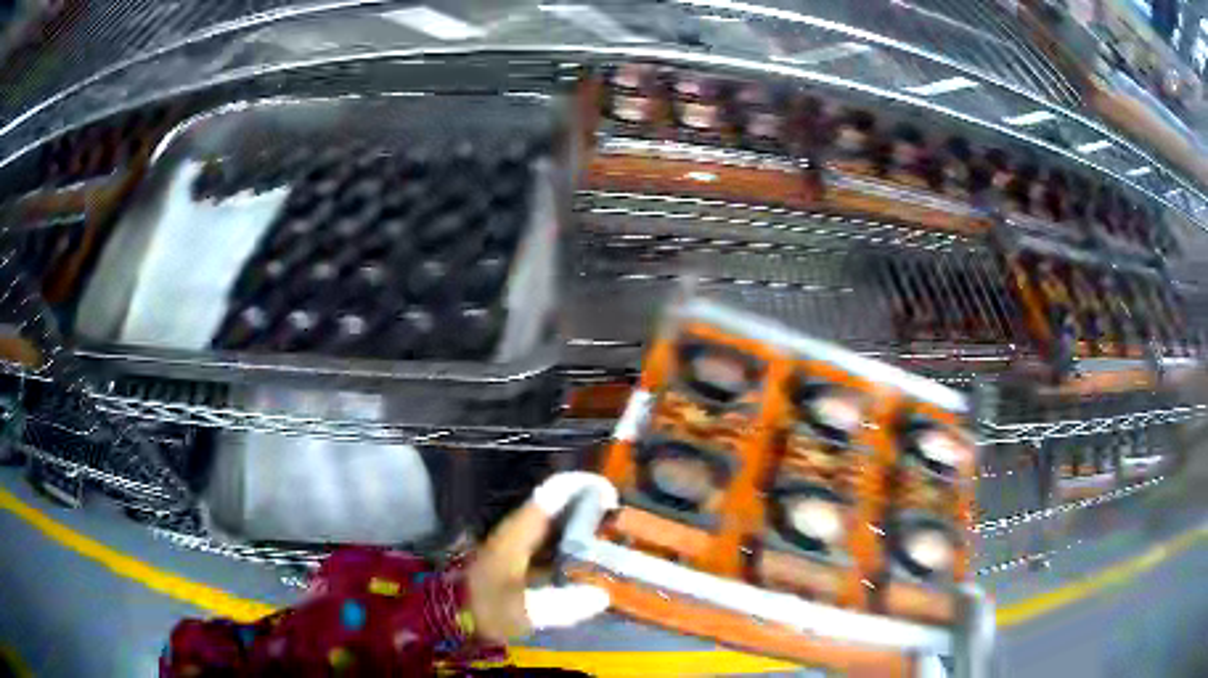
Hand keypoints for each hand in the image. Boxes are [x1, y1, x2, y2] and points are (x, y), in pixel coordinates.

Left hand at [466, 472, 617, 642]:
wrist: (448, 616)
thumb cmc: (485, 608)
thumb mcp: (525, 610)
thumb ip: (564, 605)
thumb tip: (602, 596)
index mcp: (518, 533)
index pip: (551, 494)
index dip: (581, 486)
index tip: (611, 493)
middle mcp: (516, 531)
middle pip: (555, 505)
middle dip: (587, 505)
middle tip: (619, 518)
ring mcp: (514, 544)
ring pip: (552, 524)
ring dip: (579, 524)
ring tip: (610, 536)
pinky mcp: (514, 559)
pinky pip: (548, 543)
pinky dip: (569, 544)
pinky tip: (586, 561)